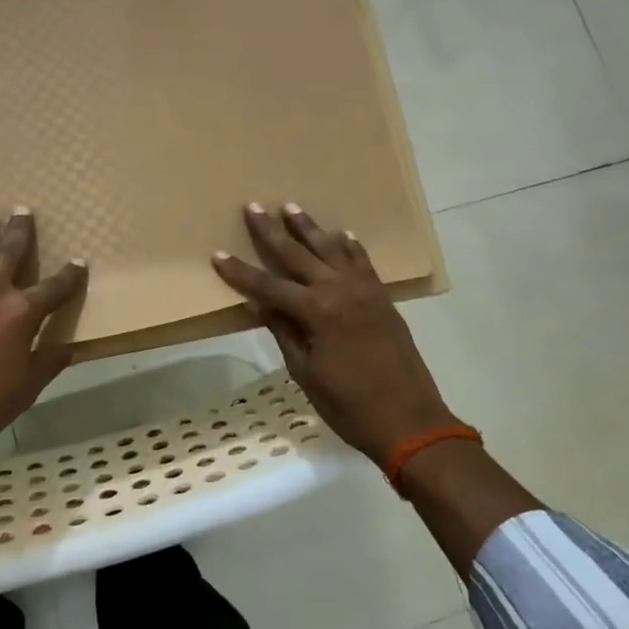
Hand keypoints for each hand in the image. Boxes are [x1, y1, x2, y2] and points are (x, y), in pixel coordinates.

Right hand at [212, 202, 460, 465]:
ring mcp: (364, 291)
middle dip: (272, 232)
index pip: (267, 286)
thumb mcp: (306, 373)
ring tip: (291, 207)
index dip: (240, 272)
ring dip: (309, 228)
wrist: (410, 421)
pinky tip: (341, 234)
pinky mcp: (382, 297)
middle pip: (297, 255)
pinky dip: (350, 246)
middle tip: (253, 207)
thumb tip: (256, 305)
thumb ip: (283, 333)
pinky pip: (363, 261)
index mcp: (315, 312)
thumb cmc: (349, 406)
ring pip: (331, 249)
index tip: (218, 254)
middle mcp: (339, 291)